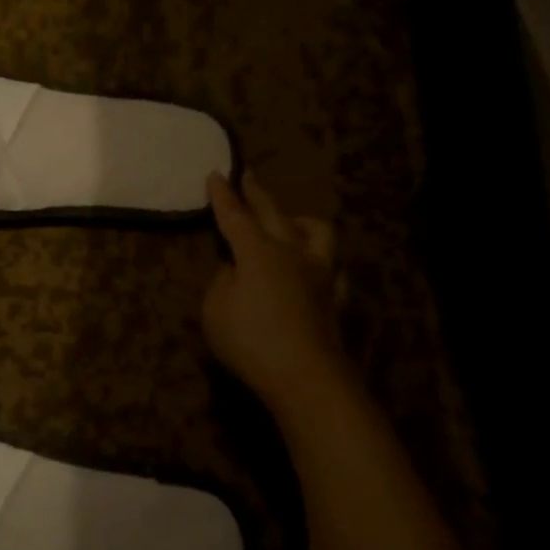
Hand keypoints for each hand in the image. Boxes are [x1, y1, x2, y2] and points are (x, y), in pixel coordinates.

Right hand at [203, 170, 352, 407]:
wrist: (305, 376)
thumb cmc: (249, 340)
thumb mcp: (215, 309)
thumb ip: (223, 281)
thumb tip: (235, 267)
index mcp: (257, 252)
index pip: (234, 216)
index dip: (223, 195)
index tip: (215, 174)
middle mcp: (291, 252)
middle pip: (273, 213)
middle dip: (257, 193)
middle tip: (248, 175)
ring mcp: (319, 273)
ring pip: (316, 232)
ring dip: (298, 220)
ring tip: (289, 221)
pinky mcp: (334, 297)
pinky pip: (331, 268)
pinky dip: (319, 260)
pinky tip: (314, 267)